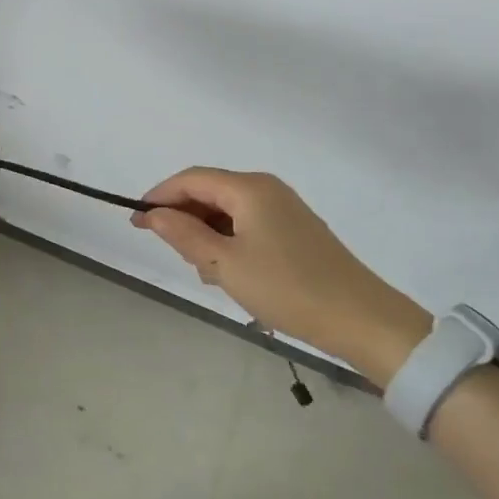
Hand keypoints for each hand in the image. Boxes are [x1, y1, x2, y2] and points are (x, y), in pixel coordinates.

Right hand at [133, 167, 430, 383]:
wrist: (363, 320)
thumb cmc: (287, 288)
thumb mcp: (225, 264)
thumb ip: (183, 234)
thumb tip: (151, 213)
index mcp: (248, 188)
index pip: (190, 179)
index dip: (159, 196)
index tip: (135, 222)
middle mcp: (266, 188)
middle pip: (209, 190)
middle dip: (184, 216)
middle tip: (172, 253)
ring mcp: (284, 207)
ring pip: (228, 209)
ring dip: (206, 232)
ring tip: (205, 271)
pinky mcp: (296, 229)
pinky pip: (248, 223)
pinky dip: (229, 240)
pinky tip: (230, 272)